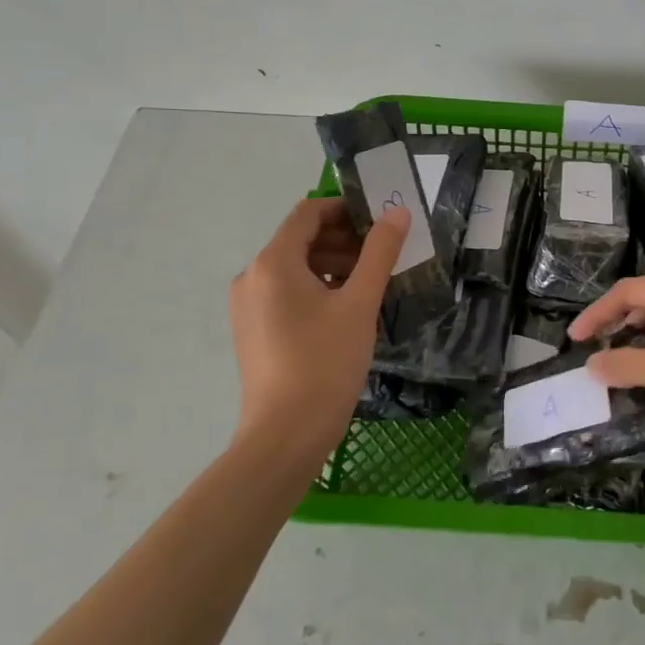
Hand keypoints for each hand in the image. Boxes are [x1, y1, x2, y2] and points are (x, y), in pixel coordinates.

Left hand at [228, 198, 407, 463]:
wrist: (285, 436)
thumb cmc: (325, 362)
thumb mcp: (360, 303)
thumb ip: (380, 252)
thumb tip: (397, 212)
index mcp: (273, 262)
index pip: (308, 213)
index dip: (345, 209)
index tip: (380, 222)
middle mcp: (251, 277)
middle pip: (300, 240)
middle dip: (343, 240)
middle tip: (383, 256)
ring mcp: (247, 306)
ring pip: (294, 269)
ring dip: (332, 265)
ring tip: (369, 285)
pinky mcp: (252, 331)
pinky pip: (285, 294)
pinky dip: (315, 289)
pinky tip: (345, 311)